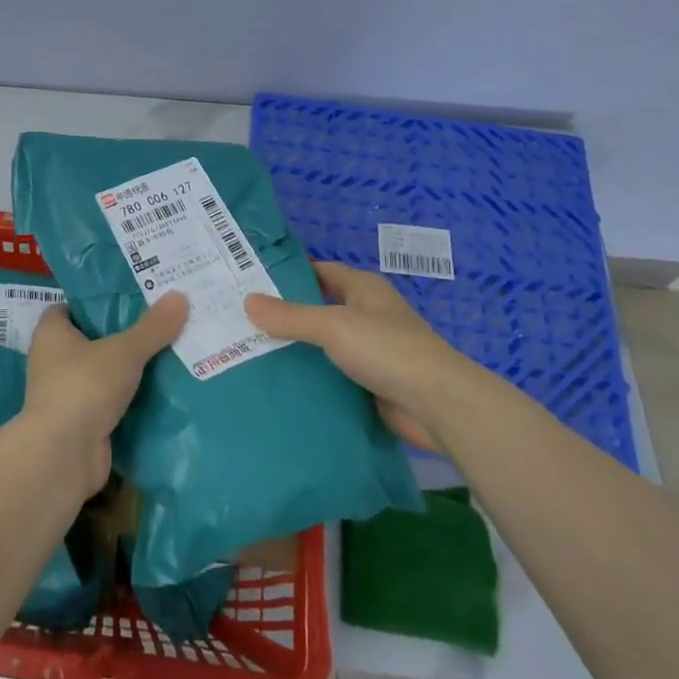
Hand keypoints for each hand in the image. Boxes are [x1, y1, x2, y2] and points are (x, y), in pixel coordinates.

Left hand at [20, 293, 187, 496]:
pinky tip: (165, 389)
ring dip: (131, 368)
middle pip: (94, 339)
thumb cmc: (84, 386)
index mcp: (52, 332)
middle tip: (163, 321)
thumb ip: (152, 327)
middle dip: (125, 334)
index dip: (99, 301)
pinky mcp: (83, 421)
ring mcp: (68, 393)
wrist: (64, 454)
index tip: (133, 296)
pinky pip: (113, 401)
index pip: (73, 307)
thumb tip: (180, 296)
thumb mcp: (124, 351)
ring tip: (173, 351)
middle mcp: (54, 360)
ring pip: (105, 372)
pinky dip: (133, 398)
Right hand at [245, 262, 473, 452]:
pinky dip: (309, 379)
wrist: (439, 406)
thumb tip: (248, 301)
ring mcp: (370, 352)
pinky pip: (331, 376)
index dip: (289, 274)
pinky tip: (279, 384)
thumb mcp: (334, 326)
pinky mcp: (369, 385)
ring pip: (323, 346)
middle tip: (240, 320)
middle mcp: (367, 315)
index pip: (320, 272)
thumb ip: (291, 316)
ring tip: (248, 353)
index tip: (251, 281)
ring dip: (295, 350)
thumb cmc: (388, 350)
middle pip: (318, 309)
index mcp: (364, 289)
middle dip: (284, 316)